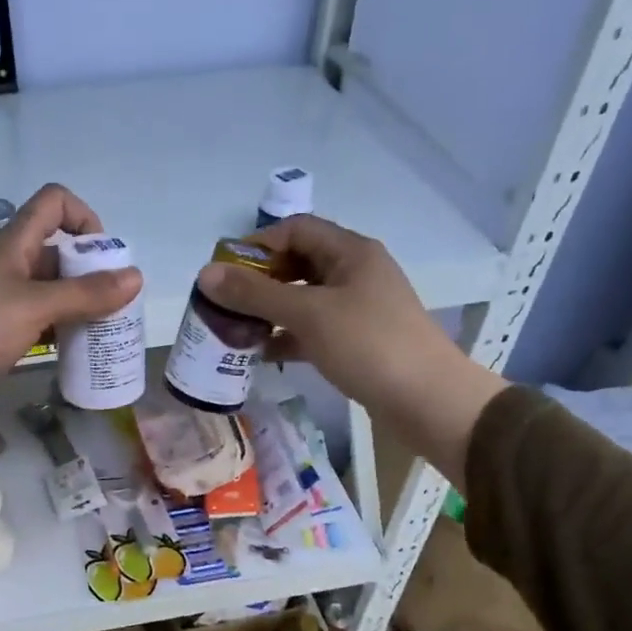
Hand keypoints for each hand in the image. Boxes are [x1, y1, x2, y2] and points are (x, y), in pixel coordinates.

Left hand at [0, 184, 141, 437]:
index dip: (84, 217)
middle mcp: (9, 266)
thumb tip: (136, 276)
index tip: (104, 257)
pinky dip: (59, 331)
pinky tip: (76, 353)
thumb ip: (85, 294)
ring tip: (105, 335)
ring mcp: (0, 301)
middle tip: (118, 308)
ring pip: (50, 292)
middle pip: (58, 252)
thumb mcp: (34, 308)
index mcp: (15, 244)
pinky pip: (37, 322)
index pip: (54, 203)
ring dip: (78, 307)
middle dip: (92, 273)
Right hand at [195, 214, 507, 484]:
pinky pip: (312, 330)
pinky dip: (286, 337)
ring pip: (303, 299)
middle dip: (259, 281)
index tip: (223, 271)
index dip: (257, 244)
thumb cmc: (368, 345)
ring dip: (269, 312)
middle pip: (297, 264)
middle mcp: (354, 273)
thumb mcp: (307, 314)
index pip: (295, 230)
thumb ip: (255, 294)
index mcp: (350, 252)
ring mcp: (357, 308)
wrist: (426, 400)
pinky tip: (261, 355)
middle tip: (224, 303)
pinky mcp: (356, 340)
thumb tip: (205, 274)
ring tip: (235, 330)